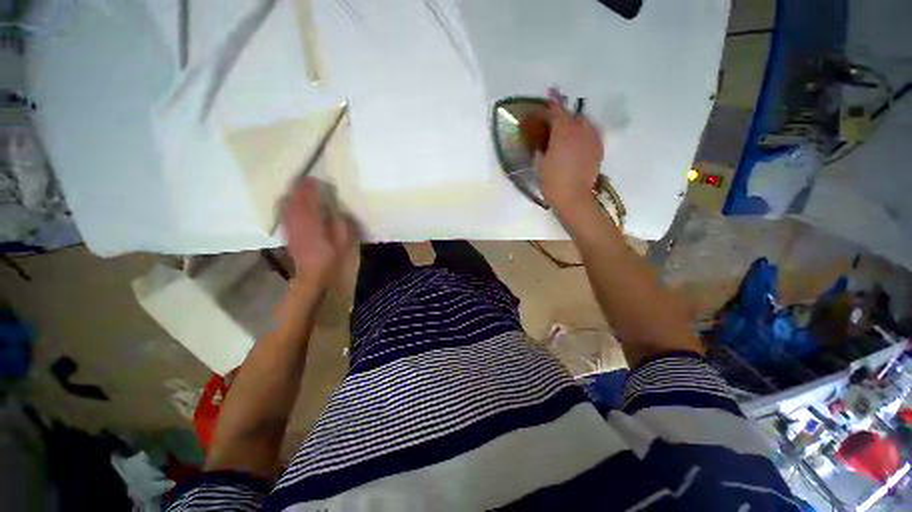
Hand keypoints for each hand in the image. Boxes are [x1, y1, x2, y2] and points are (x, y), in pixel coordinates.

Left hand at [281, 178, 353, 288]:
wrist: (312, 277)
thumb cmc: (331, 260)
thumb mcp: (344, 243)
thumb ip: (343, 226)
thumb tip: (341, 212)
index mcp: (313, 224)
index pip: (309, 200)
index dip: (310, 188)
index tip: (315, 179)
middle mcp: (298, 223)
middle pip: (294, 200)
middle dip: (298, 188)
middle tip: (305, 179)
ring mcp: (291, 229)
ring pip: (287, 206)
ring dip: (292, 195)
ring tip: (298, 188)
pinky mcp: (288, 234)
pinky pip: (285, 214)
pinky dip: (287, 205)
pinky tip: (291, 203)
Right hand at [539, 93, 603, 216]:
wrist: (574, 198)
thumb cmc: (552, 182)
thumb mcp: (541, 164)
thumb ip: (545, 147)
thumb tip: (546, 139)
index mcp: (563, 135)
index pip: (558, 113)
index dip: (554, 102)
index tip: (552, 92)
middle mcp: (580, 133)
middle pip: (573, 117)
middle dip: (565, 115)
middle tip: (557, 119)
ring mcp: (592, 140)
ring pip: (585, 124)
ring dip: (576, 123)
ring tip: (569, 128)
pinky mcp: (598, 150)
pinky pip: (592, 134)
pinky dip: (585, 132)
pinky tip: (580, 139)